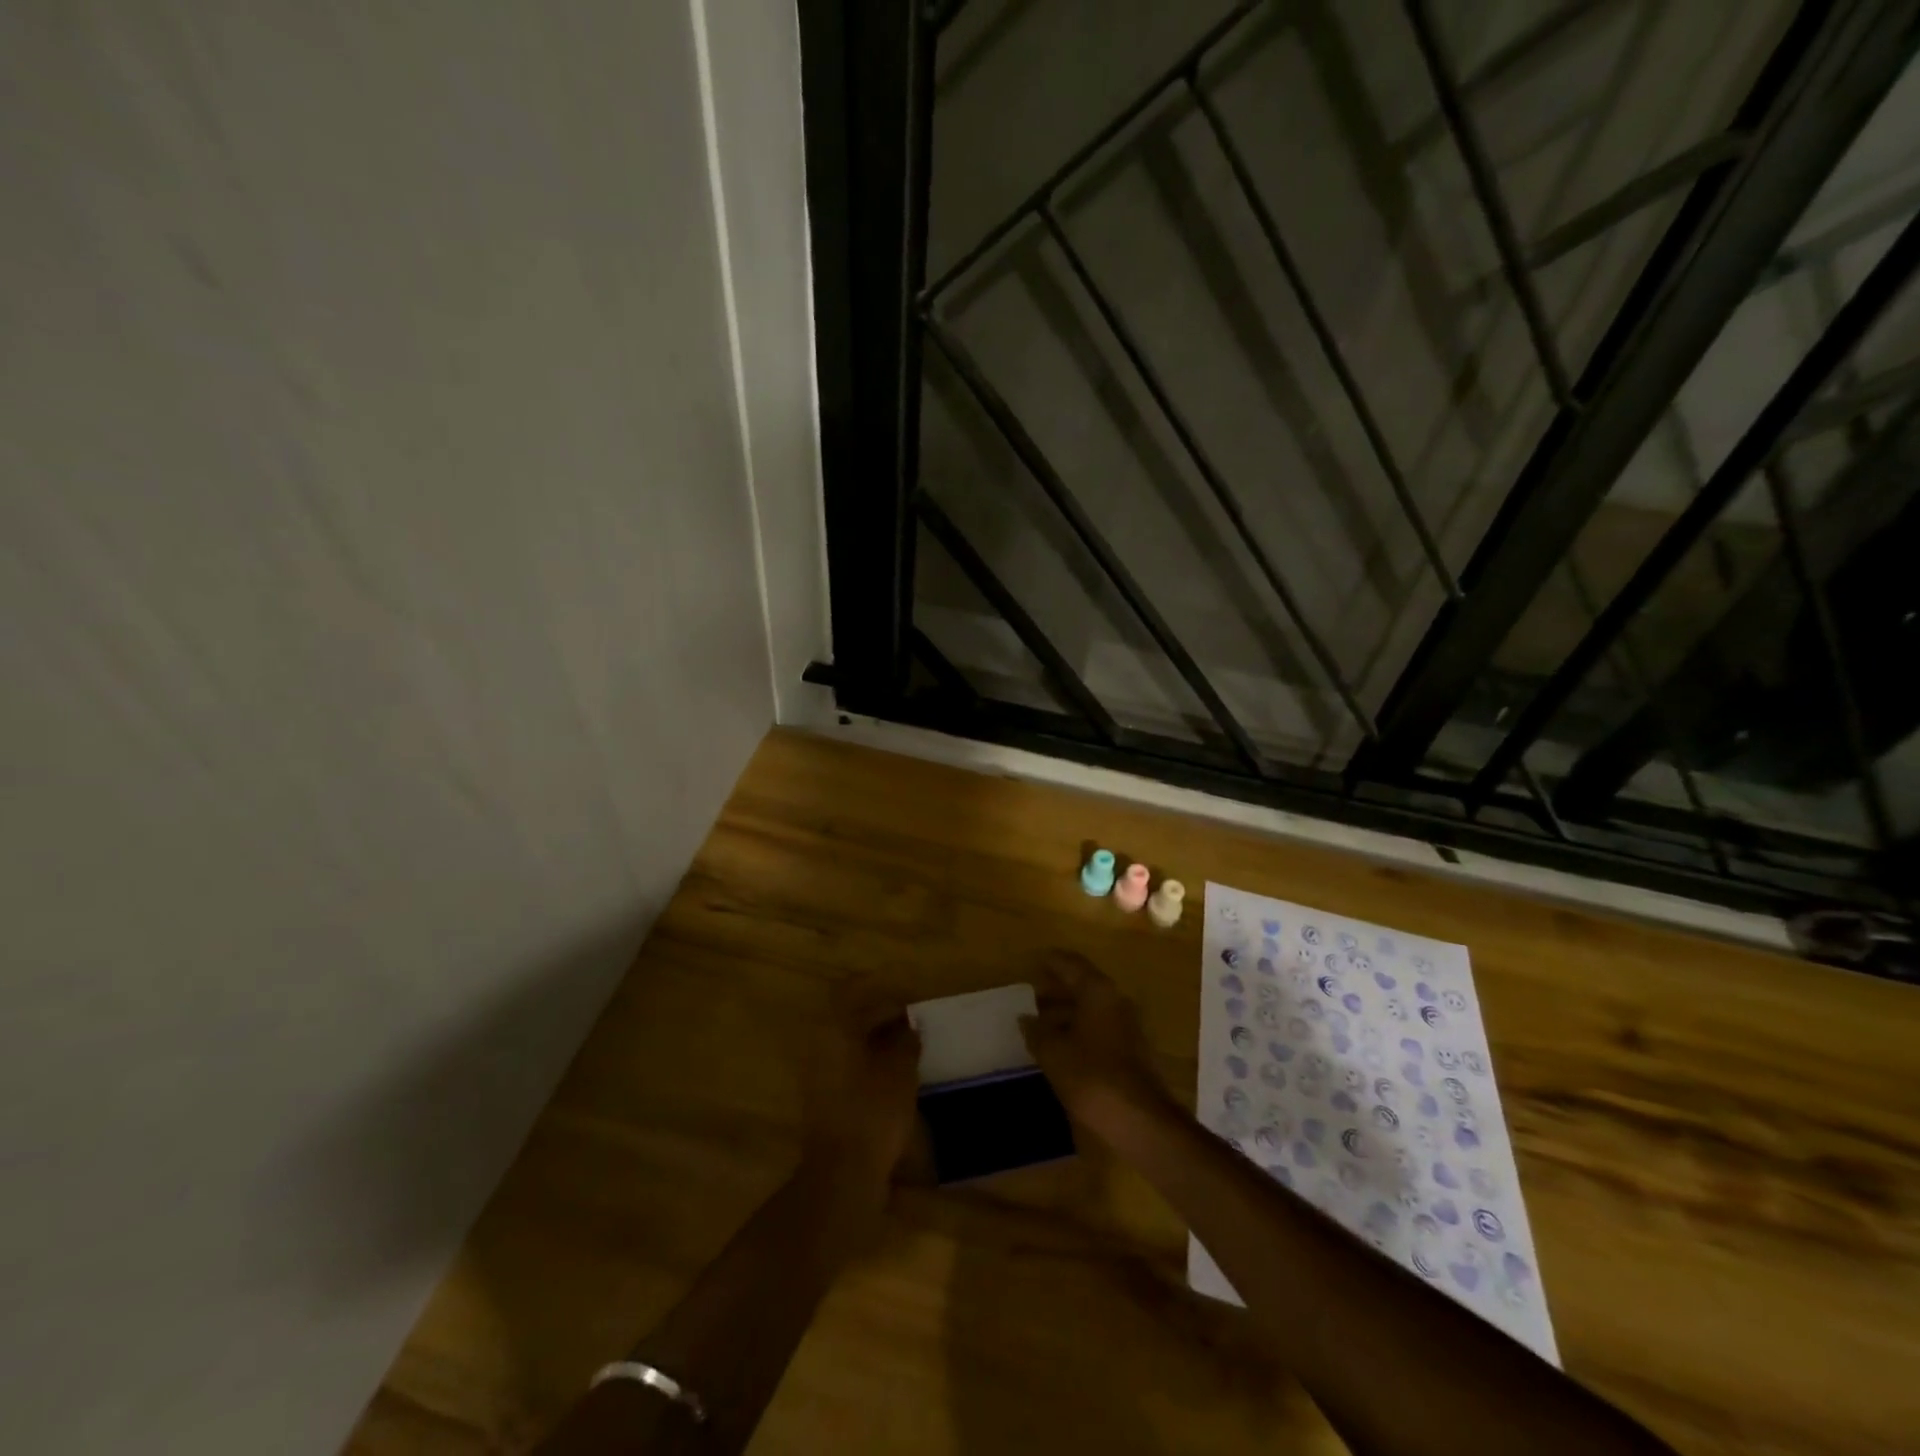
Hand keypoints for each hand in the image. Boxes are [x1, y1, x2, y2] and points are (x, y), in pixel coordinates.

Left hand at [801, 978, 920, 1190]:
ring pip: (849, 1043)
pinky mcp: (824, 1100)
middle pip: (849, 1016)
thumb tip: (908, 1027)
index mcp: (833, 1029)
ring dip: (877, 1040)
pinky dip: (870, 1062)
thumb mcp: (899, 1071)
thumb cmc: (872, 1112)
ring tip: (909, 1047)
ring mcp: (818, 1074)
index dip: (878, 987)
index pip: (850, 990)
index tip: (904, 992)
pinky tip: (896, 1074)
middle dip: (881, 1015)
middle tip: (913, 1021)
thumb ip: (905, 1041)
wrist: (842, 1175)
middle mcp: (819, 1045)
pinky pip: (848, 1066)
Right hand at [1020, 952, 1173, 1142]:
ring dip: (1067, 1012)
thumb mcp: (1054, 1053)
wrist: (1140, 1122)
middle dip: (1057, 988)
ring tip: (1039, 1022)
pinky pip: (1099, 1029)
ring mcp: (1127, 1027)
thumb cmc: (1093, 1077)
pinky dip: (1078, 1030)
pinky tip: (1060, 1046)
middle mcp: (1116, 1002)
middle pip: (1083, 986)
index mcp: (1098, 992)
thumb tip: (1025, 1018)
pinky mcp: (1131, 1052)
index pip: (1072, 964)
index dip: (1052, 961)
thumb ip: (1037, 1031)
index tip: (1033, 961)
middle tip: (1030, 993)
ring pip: (1091, 1009)